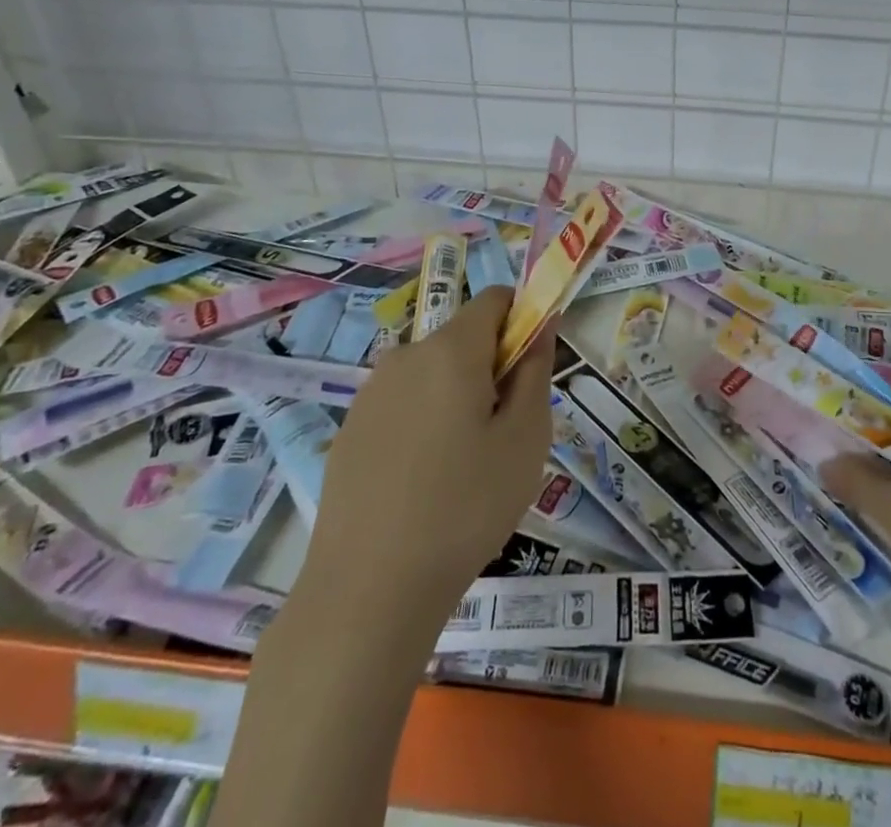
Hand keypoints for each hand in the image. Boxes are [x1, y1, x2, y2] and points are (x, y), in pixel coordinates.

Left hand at [304, 287, 550, 611]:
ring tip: (463, 467)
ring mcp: (370, 394)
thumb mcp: (525, 438)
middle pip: (462, 338)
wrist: (367, 592)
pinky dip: (423, 424)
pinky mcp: (349, 431)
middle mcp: (405, 356)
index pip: (495, 299)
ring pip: (432, 374)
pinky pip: (402, 406)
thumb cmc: (465, 507)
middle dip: (490, 368)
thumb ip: (536, 370)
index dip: (522, 322)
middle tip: (503, 433)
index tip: (529, 374)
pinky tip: (422, 485)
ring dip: (456, 398)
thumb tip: (542, 324)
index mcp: (450, 349)